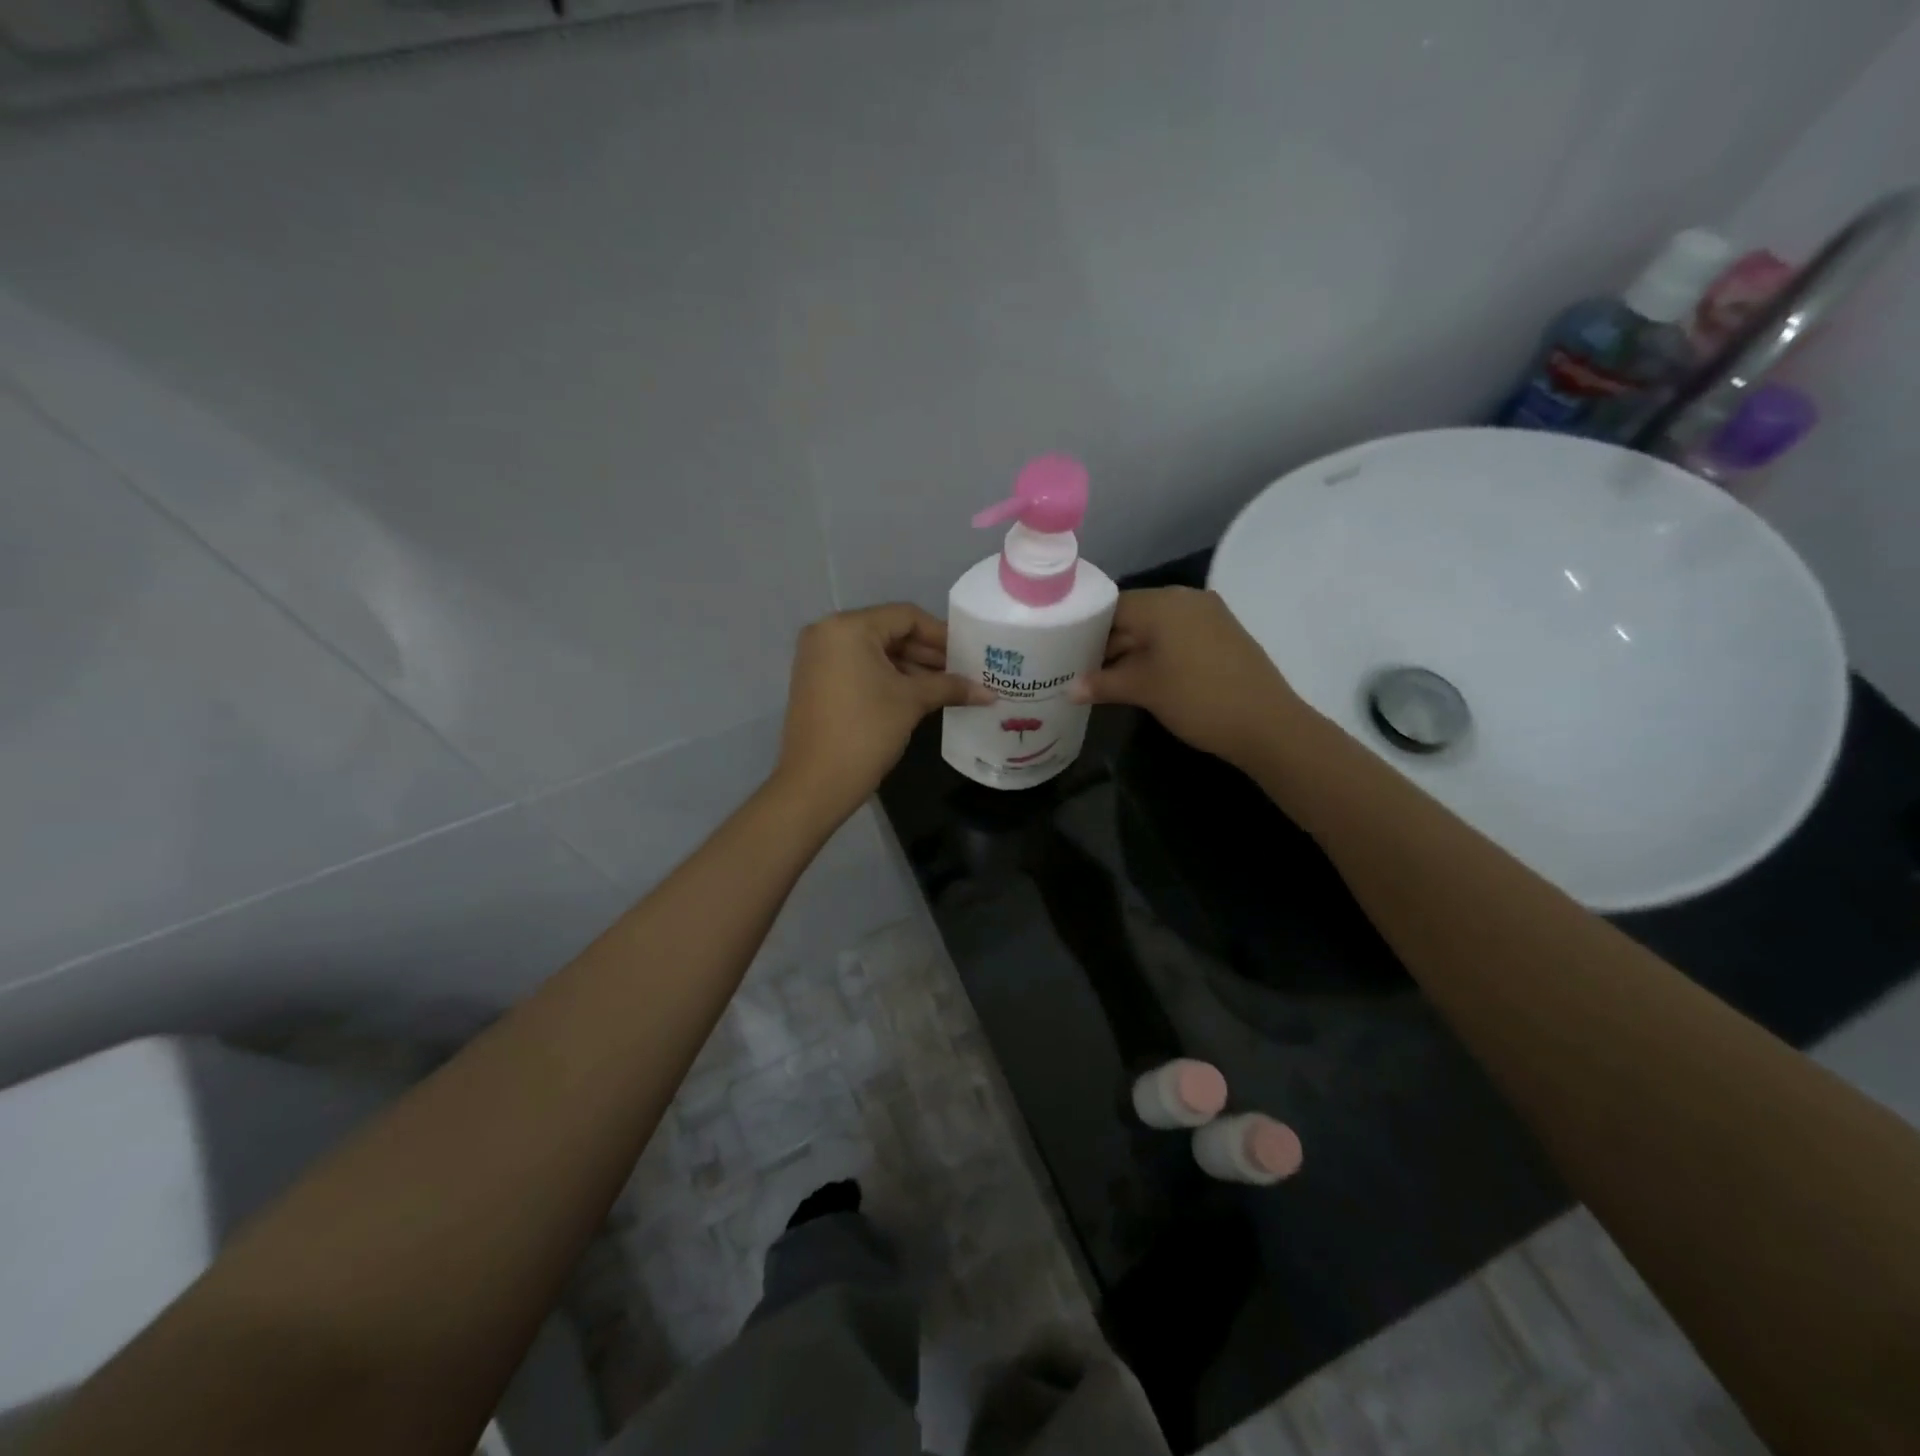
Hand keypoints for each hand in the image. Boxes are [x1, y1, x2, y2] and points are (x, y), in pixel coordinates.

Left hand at [775, 604, 992, 822]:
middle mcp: (828, 633)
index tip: (970, 653)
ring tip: (949, 687)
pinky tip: (920, 695)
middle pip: (890, 632)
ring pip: (876, 653)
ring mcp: (818, 659)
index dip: (941, 634)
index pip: (906, 616)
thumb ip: (950, 687)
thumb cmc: (866, 731)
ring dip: (912, 668)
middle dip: (928, 653)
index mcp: (848, 627)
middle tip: (964, 671)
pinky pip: (860, 669)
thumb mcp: (911, 702)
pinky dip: (889, 678)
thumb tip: (989, 693)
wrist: (815, 784)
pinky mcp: (817, 682)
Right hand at [1071, 587, 1308, 767]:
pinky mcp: (1222, 634)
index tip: (1067, 652)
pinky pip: (1178, 636)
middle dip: (1108, 642)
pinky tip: (1144, 678)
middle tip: (1082, 670)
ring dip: (1132, 651)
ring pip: (1156, 627)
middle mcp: (1185, 599)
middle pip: (1134, 615)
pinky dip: (1158, 653)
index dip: (1086, 629)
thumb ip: (1102, 684)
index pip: (1111, 606)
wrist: (1267, 724)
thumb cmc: (1197, 698)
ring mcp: (1208, 615)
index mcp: (1162, 602)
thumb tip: (1068, 690)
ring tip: (1107, 679)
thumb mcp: (1143, 690)